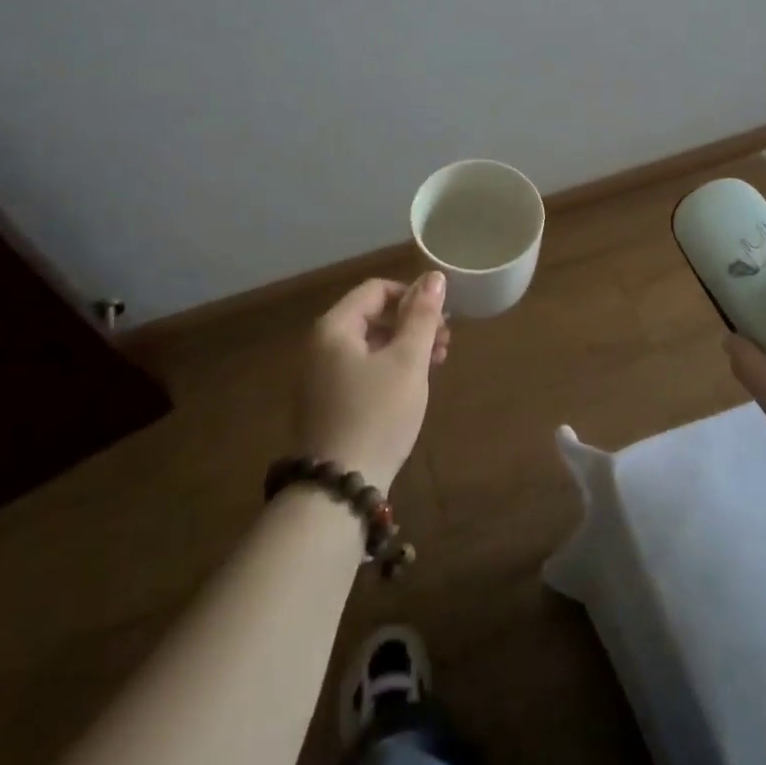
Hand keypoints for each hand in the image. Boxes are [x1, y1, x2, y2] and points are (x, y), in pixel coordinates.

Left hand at [295, 272, 450, 494]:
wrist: (338, 488)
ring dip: (405, 347)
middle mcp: (320, 347)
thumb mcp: (407, 361)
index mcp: (334, 328)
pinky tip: (413, 386)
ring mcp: (320, 378)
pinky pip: (362, 370)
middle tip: (445, 342)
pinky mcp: (327, 404)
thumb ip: (422, 315)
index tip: (441, 316)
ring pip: (370, 345)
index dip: (412, 295)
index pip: (376, 290)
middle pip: (372, 317)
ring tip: (438, 363)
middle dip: (412, 323)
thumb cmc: (377, 414)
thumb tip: (435, 276)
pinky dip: (390, 369)